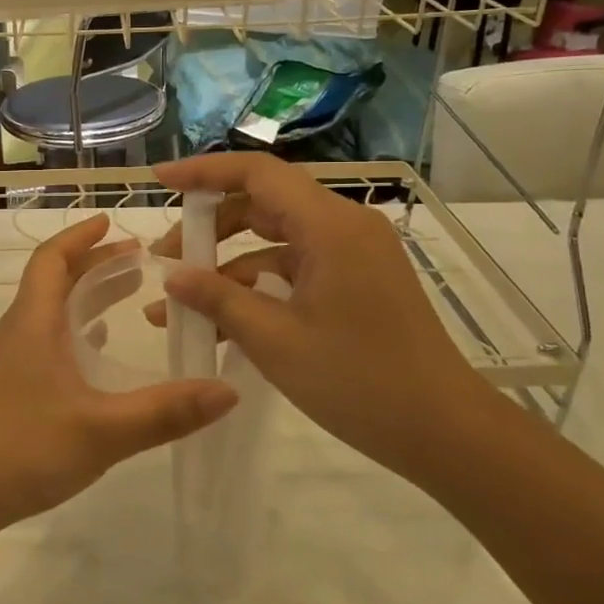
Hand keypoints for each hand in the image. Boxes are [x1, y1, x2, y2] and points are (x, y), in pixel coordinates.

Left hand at [0, 214, 238, 539]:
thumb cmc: (22, 448)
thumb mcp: (102, 431)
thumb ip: (165, 412)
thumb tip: (227, 390)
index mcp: (33, 322)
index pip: (52, 259)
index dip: (80, 236)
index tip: (111, 220)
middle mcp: (18, 332)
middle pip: (54, 280)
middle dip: (94, 263)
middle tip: (139, 259)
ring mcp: (10, 361)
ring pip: (50, 311)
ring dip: (86, 296)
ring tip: (128, 293)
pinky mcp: (9, 388)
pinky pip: (46, 341)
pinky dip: (75, 332)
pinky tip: (96, 351)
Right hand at [152, 152, 496, 485]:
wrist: (443, 431)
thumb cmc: (358, 382)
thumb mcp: (274, 340)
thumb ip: (217, 298)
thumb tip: (171, 276)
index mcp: (330, 226)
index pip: (257, 173)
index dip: (203, 173)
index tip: (159, 182)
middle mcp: (344, 225)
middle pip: (263, 202)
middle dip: (209, 227)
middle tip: (166, 259)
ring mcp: (353, 252)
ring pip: (276, 237)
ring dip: (228, 262)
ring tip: (182, 300)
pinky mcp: (356, 278)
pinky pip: (295, 264)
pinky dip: (257, 283)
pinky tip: (222, 319)